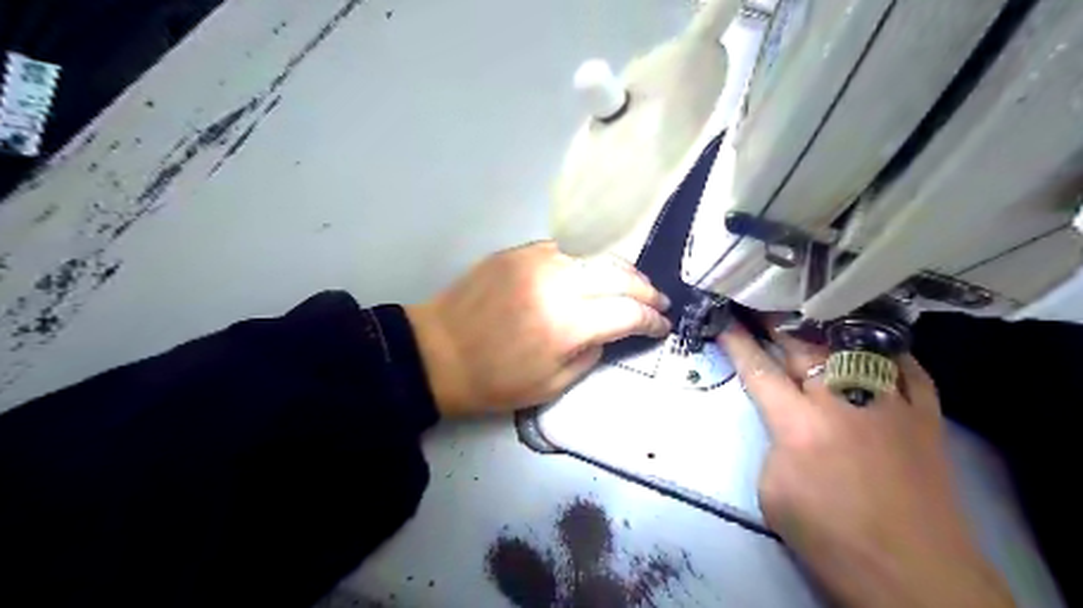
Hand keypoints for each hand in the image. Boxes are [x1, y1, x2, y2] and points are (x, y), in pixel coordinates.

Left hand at [411, 243, 675, 417]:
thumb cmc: (493, 381)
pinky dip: (588, 260)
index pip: (627, 312)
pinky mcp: (518, 251)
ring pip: (595, 254)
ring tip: (634, 283)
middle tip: (657, 301)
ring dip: (622, 269)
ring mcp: (536, 260)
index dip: (651, 319)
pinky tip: (594, 271)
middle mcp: (556, 284)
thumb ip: (591, 354)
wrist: (437, 352)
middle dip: (645, 288)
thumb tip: (609, 330)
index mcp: (565, 325)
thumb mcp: (551, 386)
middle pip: (618, 274)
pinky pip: (566, 249)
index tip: (662, 325)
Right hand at [718, 322, 1014, 607]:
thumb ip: (775, 444)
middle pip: (802, 347)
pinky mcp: (925, 416)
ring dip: (824, 329)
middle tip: (759, 302)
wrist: (912, 574)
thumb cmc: (829, 538)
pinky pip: (907, 368)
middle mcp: (841, 401)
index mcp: (797, 424)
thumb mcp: (773, 491)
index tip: (723, 318)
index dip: (736, 341)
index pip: (757, 369)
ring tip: (807, 312)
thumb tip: (787, 424)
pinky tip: (871, 344)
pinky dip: (886, 352)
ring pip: (852, 347)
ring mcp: (888, 403)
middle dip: (775, 322)